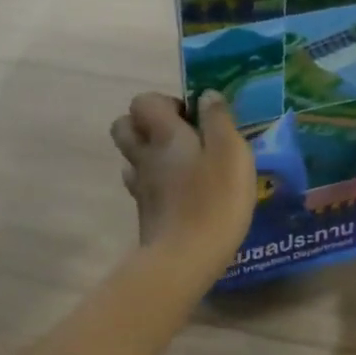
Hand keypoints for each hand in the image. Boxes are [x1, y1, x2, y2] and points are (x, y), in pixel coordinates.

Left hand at [110, 91, 256, 279]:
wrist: (184, 259)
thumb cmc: (214, 200)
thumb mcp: (231, 152)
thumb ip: (218, 120)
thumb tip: (206, 95)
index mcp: (164, 135)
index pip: (143, 102)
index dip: (164, 102)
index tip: (192, 116)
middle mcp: (144, 156)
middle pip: (124, 127)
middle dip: (146, 124)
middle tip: (180, 136)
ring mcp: (140, 187)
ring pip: (131, 158)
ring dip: (149, 154)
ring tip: (182, 164)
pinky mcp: (145, 213)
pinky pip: (141, 186)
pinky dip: (155, 183)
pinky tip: (179, 193)